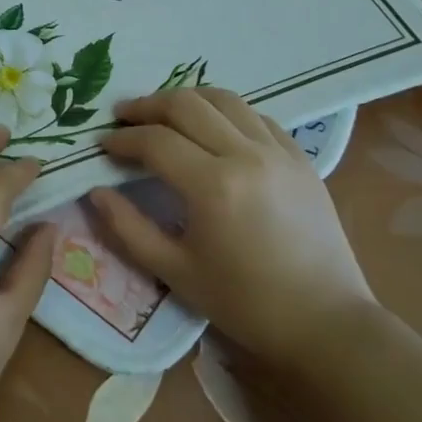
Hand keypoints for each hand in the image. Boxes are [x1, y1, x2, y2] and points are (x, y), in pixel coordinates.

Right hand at [90, 87, 375, 364]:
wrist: (325, 322)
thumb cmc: (245, 303)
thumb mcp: (175, 272)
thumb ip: (128, 228)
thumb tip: (95, 193)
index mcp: (212, 186)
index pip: (155, 141)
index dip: (123, 139)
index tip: (102, 144)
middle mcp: (246, 155)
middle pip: (187, 105)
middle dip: (147, 105)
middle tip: (123, 116)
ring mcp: (278, 152)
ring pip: (224, 100)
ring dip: (187, 100)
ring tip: (164, 113)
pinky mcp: (300, 158)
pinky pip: (257, 116)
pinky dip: (226, 112)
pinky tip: (213, 127)